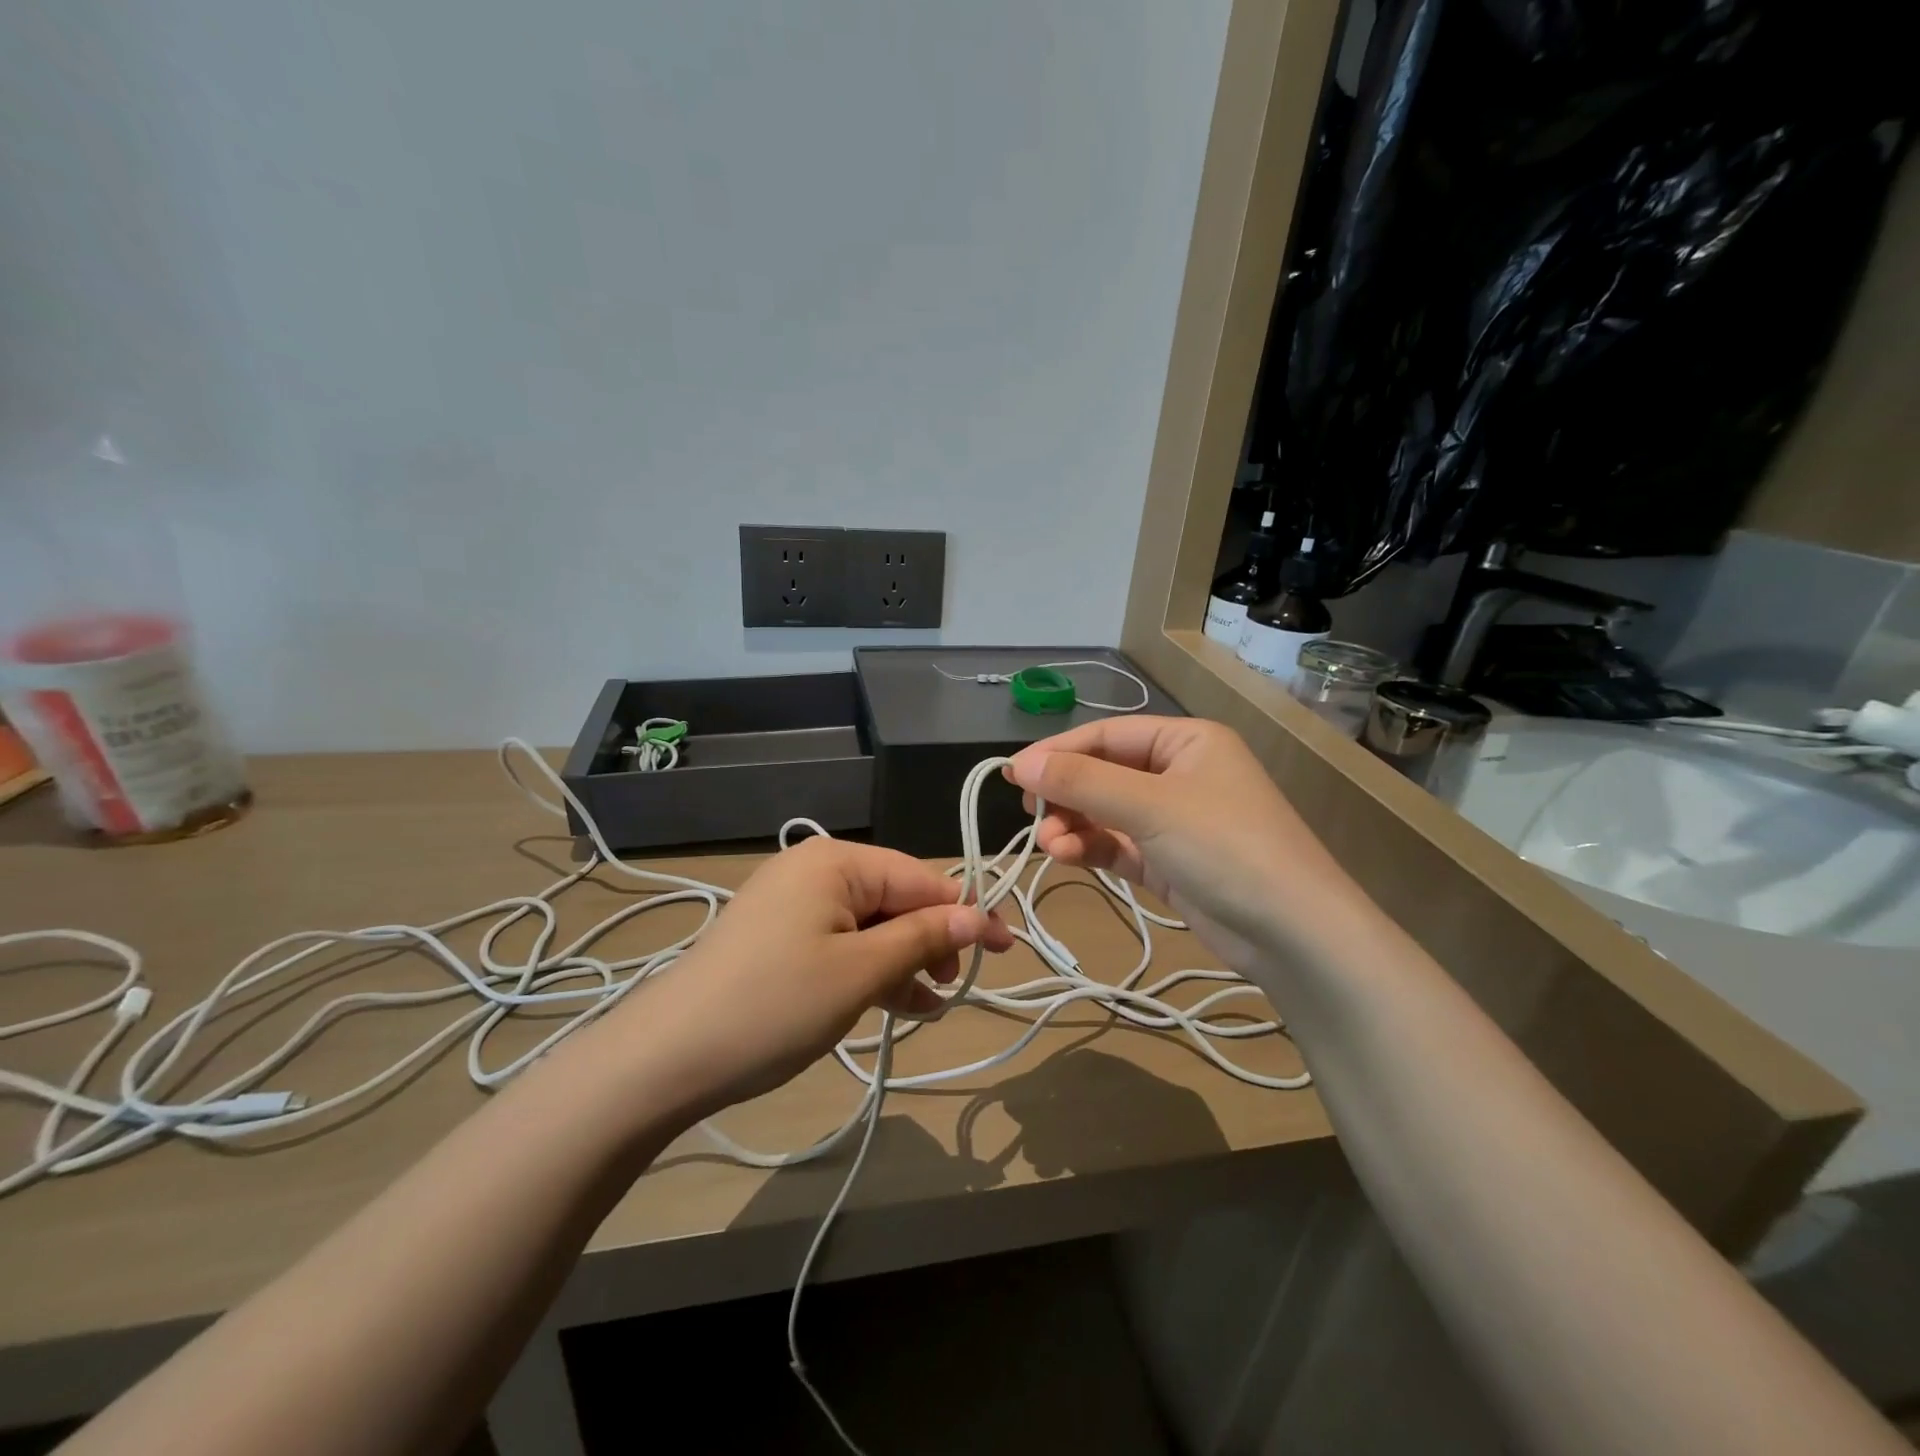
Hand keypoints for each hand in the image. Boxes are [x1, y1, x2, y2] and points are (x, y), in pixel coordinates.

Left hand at [614, 837, 1012, 1112]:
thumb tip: (980, 917)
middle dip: (930, 942)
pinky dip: (868, 971)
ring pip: (870, 926)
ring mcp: (792, 904)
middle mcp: (815, 869)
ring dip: (903, 963)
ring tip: (930, 1006)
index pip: (920, 879)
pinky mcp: (778, 937)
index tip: (1006, 949)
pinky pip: (840, 944)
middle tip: (953, 987)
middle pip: (895, 899)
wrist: (666, 1057)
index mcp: (836, 861)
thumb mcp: (860, 972)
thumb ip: (922, 939)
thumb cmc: (774, 1005)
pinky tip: (894, 1004)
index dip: (966, 914)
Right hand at [1005, 717, 1366, 975]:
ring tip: (1049, 844)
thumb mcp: (1150, 807)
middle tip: (1029, 814)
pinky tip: (1066, 855)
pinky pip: (1118, 845)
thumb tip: (1018, 763)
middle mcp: (1180, 773)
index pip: (1107, 735)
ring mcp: (1175, 820)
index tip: (1013, 774)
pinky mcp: (1170, 862)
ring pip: (1107, 813)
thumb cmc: (1225, 846)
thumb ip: (1081, 783)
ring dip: (1074, 825)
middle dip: (1066, 795)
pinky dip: (1091, 848)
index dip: (1058, 752)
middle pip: (1104, 774)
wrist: (1293, 934)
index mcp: (1186, 741)